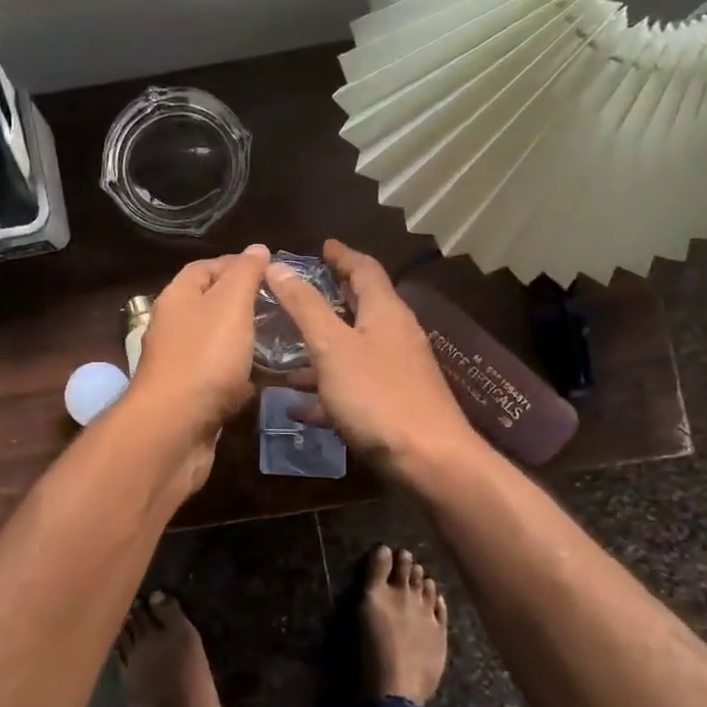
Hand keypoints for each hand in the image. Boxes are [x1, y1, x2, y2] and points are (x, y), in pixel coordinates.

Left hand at [129, 244, 271, 446]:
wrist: (174, 428)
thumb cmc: (204, 357)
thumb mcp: (230, 305)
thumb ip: (245, 275)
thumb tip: (257, 248)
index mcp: (177, 298)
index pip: (204, 268)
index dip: (236, 264)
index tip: (271, 270)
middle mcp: (174, 328)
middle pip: (210, 306)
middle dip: (244, 303)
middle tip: (281, 306)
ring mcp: (180, 364)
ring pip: (217, 344)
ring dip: (245, 341)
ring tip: (281, 339)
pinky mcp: (191, 397)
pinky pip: (220, 379)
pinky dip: (240, 376)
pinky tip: (265, 378)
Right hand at [266, 239, 478, 482]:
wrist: (428, 460)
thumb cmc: (377, 394)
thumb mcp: (332, 346)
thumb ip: (304, 307)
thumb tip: (278, 265)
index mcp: (385, 311)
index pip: (365, 269)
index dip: (342, 255)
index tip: (323, 246)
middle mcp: (395, 334)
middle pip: (361, 307)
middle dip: (329, 300)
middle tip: (298, 294)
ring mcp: (397, 371)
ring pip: (353, 349)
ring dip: (321, 348)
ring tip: (284, 355)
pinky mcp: (393, 403)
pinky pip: (353, 386)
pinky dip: (326, 388)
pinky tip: (298, 407)